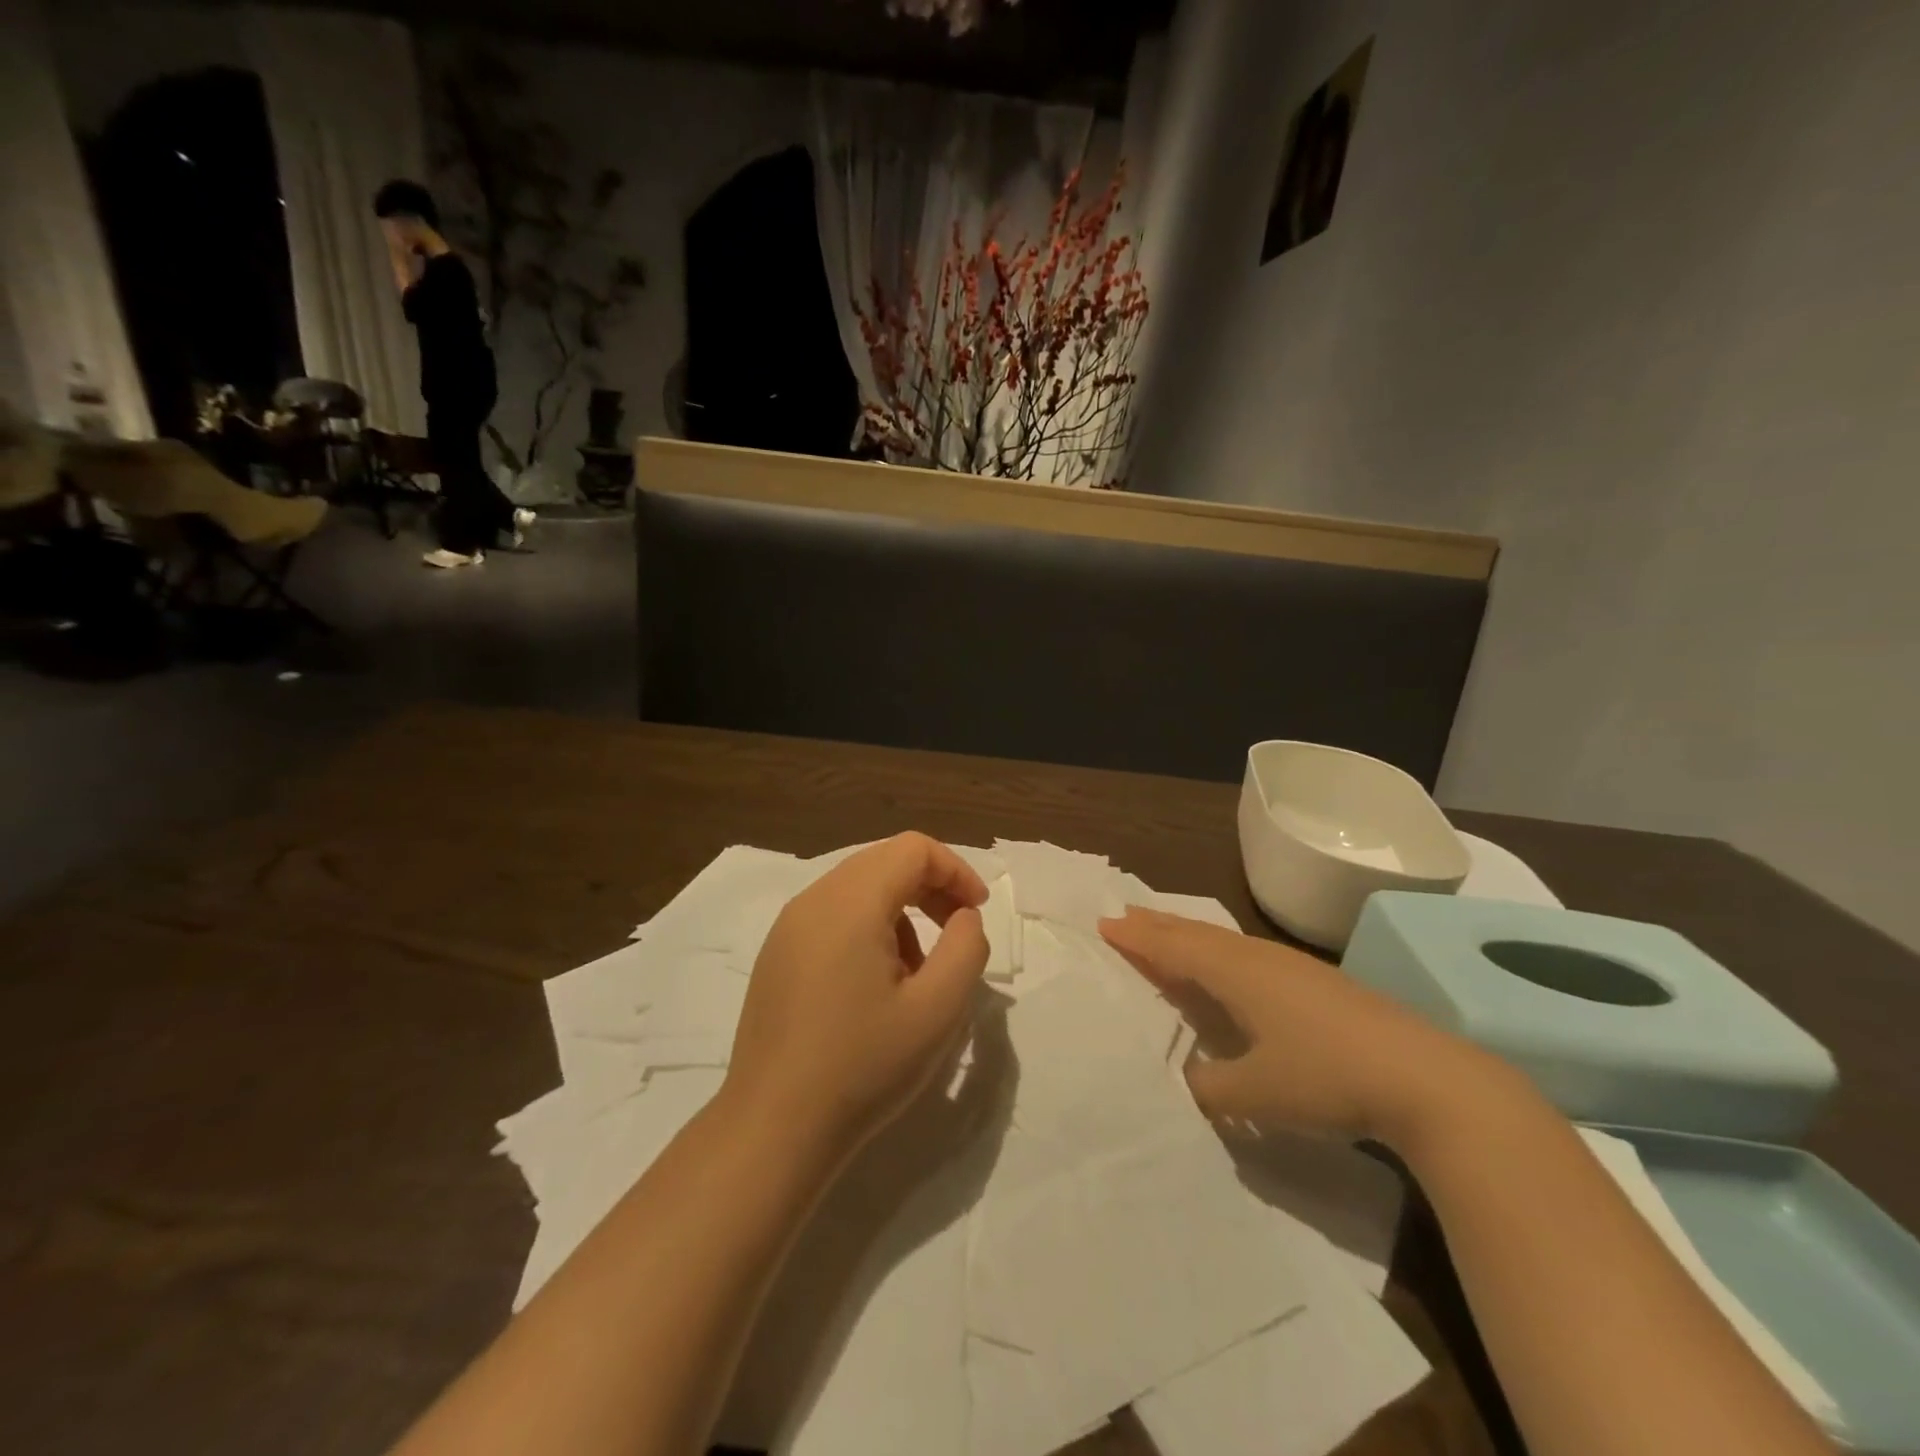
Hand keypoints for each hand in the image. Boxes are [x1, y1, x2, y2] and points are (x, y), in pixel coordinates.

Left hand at [724, 834, 990, 1159]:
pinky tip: (875, 985)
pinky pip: (833, 915)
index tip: (977, 913)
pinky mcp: (777, 954)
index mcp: (851, 902)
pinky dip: (869, 927)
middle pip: (885, 861)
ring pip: (859, 888)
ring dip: (901, 910)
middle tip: (957, 933)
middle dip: (930, 887)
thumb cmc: (862, 1066)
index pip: (914, 849)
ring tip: (916, 972)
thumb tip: (962, 916)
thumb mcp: (938, 1009)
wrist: (774, 1128)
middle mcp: (814, 899)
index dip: (956, 870)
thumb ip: (967, 947)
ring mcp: (788, 926)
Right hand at [1099, 908, 1499, 1145]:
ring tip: (1166, 933)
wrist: (1427, 1078)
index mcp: (1236, 972)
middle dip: (1158, 925)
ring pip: (1223, 940)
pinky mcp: (1316, 983)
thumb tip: (1182, 1081)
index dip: (1137, 938)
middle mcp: (1258, 958)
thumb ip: (1208, 1087)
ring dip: (1188, 935)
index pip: (1173, 947)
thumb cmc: (1328, 1077)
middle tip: (1125, 914)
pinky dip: (1218, 952)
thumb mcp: (1257, 1093)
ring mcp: (1291, 967)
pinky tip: (1229, 968)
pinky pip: (1246, 954)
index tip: (1104, 923)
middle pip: (1196, 932)